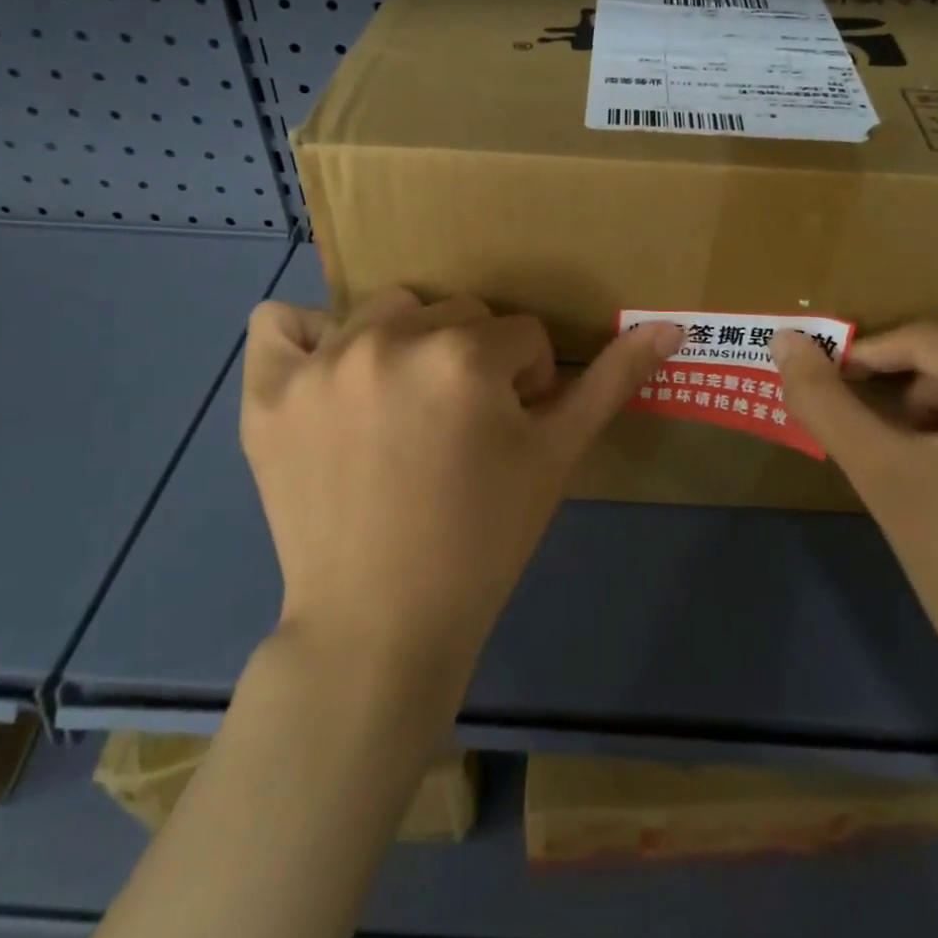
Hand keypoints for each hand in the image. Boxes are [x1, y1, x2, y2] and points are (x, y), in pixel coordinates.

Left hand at [241, 291, 683, 706]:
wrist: (381, 626)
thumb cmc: (484, 541)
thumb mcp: (558, 457)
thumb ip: (613, 382)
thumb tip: (671, 327)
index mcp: (464, 354)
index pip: (520, 334)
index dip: (527, 383)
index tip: (509, 433)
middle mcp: (388, 340)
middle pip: (457, 314)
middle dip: (474, 361)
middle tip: (460, 429)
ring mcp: (320, 364)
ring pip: (386, 311)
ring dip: (406, 346)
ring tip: (403, 410)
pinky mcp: (266, 393)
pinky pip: (280, 323)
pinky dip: (306, 338)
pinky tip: (330, 379)